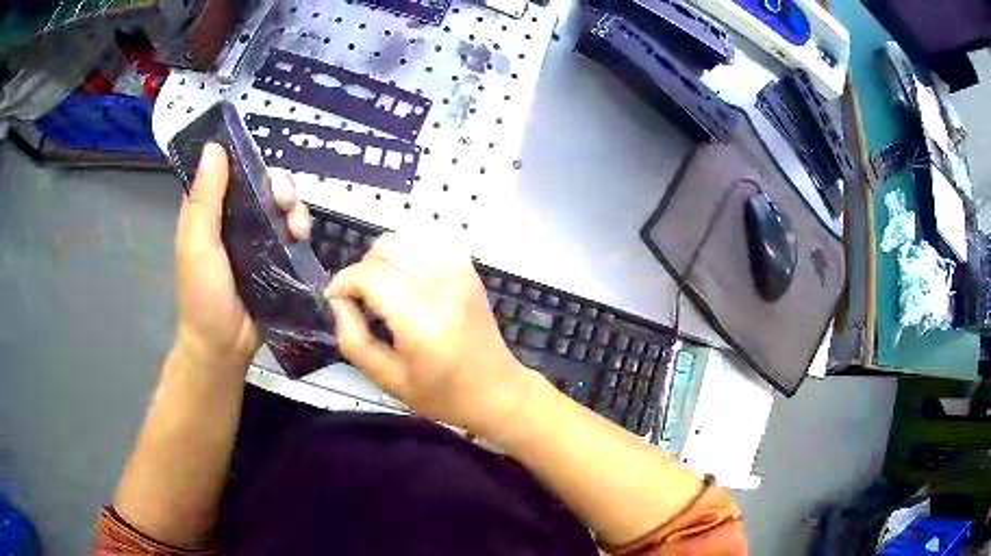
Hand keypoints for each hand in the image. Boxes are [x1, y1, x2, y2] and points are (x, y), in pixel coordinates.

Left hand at [174, 142, 311, 372]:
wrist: (226, 347)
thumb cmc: (203, 296)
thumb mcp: (197, 245)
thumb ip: (205, 199)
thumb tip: (214, 147)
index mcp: (208, 211)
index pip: (228, 170)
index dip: (245, 159)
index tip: (260, 162)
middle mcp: (232, 219)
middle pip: (260, 185)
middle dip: (278, 185)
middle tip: (283, 201)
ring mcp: (255, 239)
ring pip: (279, 205)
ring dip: (293, 206)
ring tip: (297, 227)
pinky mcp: (275, 257)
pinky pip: (291, 231)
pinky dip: (300, 226)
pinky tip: (302, 236)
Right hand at [326, 233, 535, 434]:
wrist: (494, 390)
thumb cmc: (440, 393)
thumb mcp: (386, 378)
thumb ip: (352, 339)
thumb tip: (337, 300)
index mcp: (421, 323)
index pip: (371, 275)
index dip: (344, 281)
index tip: (335, 297)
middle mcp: (443, 289)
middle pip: (389, 246)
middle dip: (363, 266)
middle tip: (362, 295)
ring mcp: (460, 275)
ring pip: (410, 235)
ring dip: (386, 254)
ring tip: (384, 283)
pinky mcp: (470, 271)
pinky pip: (433, 239)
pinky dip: (412, 248)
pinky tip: (408, 273)